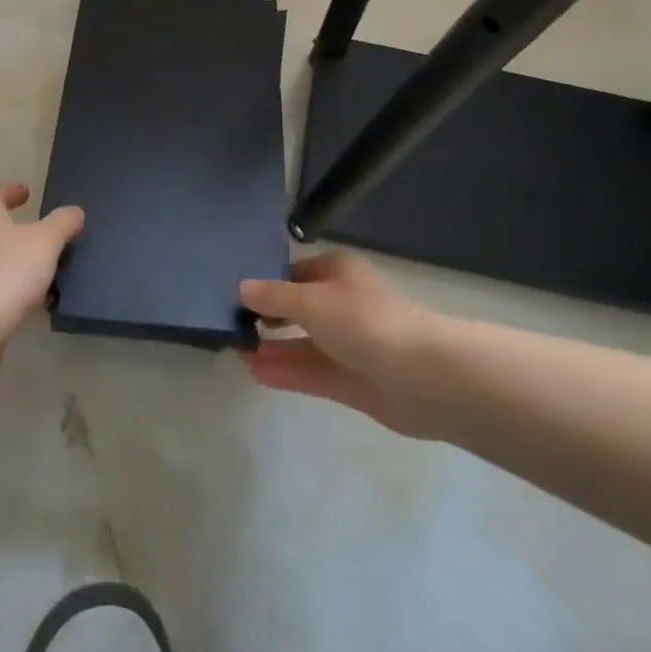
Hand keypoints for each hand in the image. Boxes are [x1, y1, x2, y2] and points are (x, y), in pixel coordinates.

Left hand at [0, 184, 84, 349]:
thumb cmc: (8, 271)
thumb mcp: (47, 242)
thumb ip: (63, 223)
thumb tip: (74, 212)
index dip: (14, 191)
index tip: (27, 192)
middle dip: (9, 223)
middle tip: (32, 226)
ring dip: (7, 254)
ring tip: (34, 262)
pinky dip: (2, 278)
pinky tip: (23, 293)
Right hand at [239, 251, 442, 437]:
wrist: (422, 376)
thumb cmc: (364, 320)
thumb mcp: (311, 300)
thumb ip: (273, 296)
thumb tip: (241, 288)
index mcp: (336, 271)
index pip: (292, 272)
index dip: (264, 282)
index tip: (230, 294)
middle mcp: (340, 303)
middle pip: (296, 307)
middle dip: (265, 316)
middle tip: (228, 324)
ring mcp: (347, 343)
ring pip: (301, 342)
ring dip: (271, 346)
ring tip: (235, 350)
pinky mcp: (351, 380)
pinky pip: (310, 371)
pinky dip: (285, 370)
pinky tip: (254, 372)